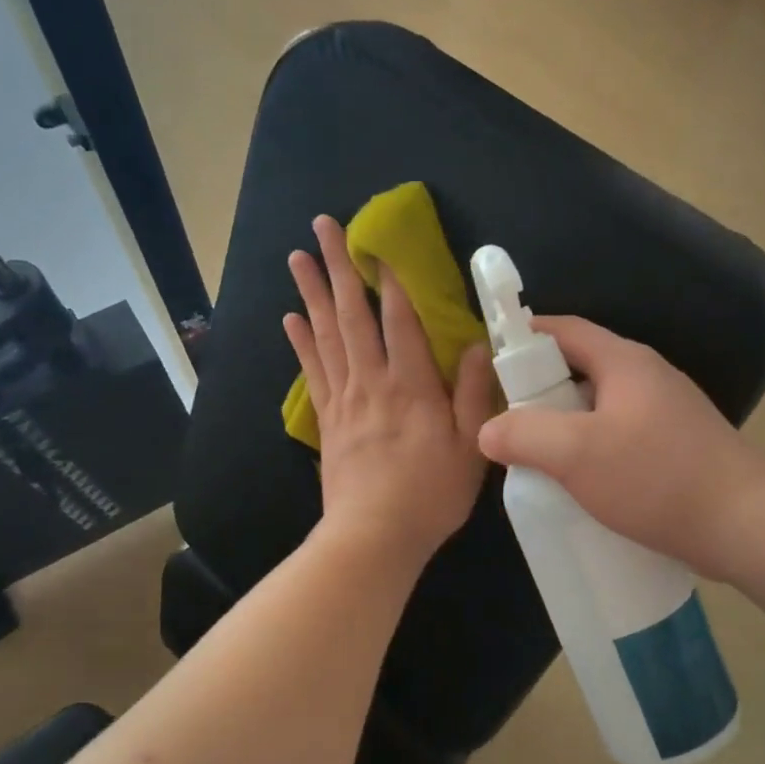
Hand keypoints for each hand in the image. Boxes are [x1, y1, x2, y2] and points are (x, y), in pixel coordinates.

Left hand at [285, 215, 494, 565]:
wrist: (374, 536)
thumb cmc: (430, 494)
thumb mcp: (469, 447)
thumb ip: (471, 394)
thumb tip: (473, 346)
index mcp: (411, 386)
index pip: (399, 320)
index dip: (391, 279)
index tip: (379, 242)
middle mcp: (371, 382)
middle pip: (351, 315)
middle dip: (338, 267)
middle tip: (321, 226)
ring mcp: (344, 400)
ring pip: (324, 335)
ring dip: (310, 293)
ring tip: (297, 257)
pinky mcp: (328, 420)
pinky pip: (312, 371)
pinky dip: (301, 342)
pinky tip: (291, 319)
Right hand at [476, 316, 763, 577]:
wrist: (744, 523)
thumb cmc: (656, 477)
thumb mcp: (577, 453)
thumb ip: (524, 435)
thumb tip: (488, 430)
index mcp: (625, 362)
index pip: (565, 330)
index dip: (525, 337)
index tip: (490, 359)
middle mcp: (648, 378)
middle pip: (581, 369)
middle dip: (540, 390)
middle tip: (506, 419)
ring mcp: (666, 414)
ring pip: (600, 408)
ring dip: (565, 425)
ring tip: (534, 455)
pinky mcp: (676, 448)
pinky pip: (620, 437)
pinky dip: (592, 449)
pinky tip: (578, 481)